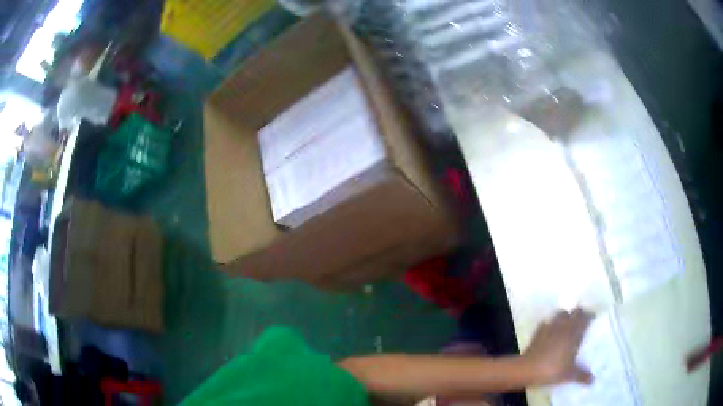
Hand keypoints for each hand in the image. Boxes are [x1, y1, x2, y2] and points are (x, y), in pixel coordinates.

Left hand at [522, 308, 593, 385]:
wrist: (527, 369)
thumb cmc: (552, 369)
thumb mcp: (569, 374)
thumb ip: (582, 375)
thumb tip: (592, 381)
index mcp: (574, 333)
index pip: (585, 317)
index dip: (590, 316)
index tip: (593, 319)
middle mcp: (563, 326)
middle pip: (574, 312)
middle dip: (579, 314)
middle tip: (583, 321)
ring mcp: (550, 327)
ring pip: (560, 314)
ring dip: (565, 316)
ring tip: (568, 324)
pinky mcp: (538, 332)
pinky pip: (547, 323)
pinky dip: (551, 324)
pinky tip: (551, 332)